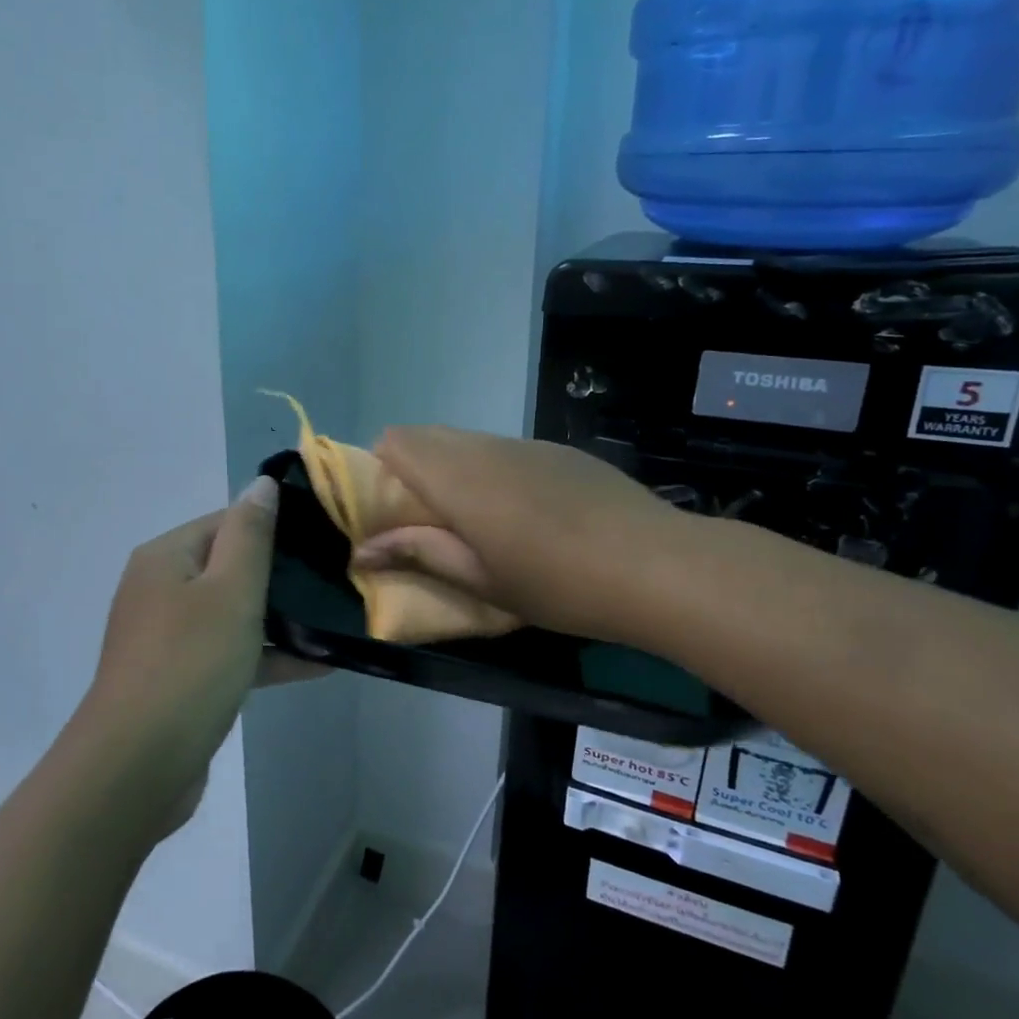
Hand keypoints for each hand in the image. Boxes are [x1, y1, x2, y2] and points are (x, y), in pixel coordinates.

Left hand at [79, 476, 323, 837]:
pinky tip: (320, 664)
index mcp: (166, 558)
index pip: (226, 520)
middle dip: (280, 573)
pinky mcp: (182, 678)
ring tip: (335, 617)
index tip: (323, 536)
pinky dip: (267, 655)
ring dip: (280, 617)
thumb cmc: (188, 664)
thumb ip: (250, 534)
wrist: (137, 768)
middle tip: (336, 576)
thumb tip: (261, 483)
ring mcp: (169, 637)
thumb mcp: (229, 591)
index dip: (274, 524)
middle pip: (230, 566)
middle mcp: (161, 589)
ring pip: (233, 613)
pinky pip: (231, 653)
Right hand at [352, 427, 687, 645]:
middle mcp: (485, 447)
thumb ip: (419, 553)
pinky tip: (527, 512)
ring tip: (478, 520)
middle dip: (412, 468)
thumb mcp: (481, 580)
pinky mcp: (558, 450)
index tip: (390, 511)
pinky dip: (492, 469)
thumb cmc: (557, 583)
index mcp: (457, 477)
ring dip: (453, 468)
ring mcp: (526, 444)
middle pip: (427, 435)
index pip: (394, 441)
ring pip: (467, 441)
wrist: (657, 564)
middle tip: (429, 521)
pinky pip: (504, 448)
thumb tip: (362, 550)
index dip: (380, 469)